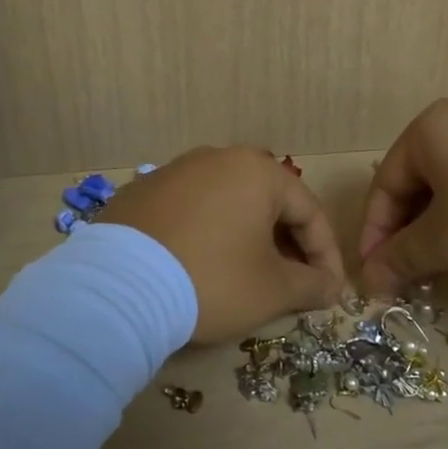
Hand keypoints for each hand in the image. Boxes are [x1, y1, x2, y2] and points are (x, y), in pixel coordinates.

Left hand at [98, 146, 347, 343]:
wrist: (116, 289)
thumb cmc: (211, 280)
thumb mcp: (272, 290)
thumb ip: (311, 284)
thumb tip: (331, 287)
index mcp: (256, 171)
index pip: (308, 211)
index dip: (326, 254)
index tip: (329, 290)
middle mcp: (216, 158)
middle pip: (267, 203)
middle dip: (286, 245)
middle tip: (293, 283)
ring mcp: (173, 172)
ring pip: (227, 205)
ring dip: (246, 239)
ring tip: (248, 276)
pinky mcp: (140, 193)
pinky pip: (190, 212)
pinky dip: (206, 236)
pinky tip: (200, 267)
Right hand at [358, 99, 447, 295]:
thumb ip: (401, 258)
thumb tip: (369, 280)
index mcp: (427, 130)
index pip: (384, 186)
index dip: (375, 236)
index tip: (374, 277)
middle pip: (414, 182)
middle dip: (407, 233)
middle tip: (406, 275)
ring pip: (447, 183)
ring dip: (436, 227)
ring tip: (440, 265)